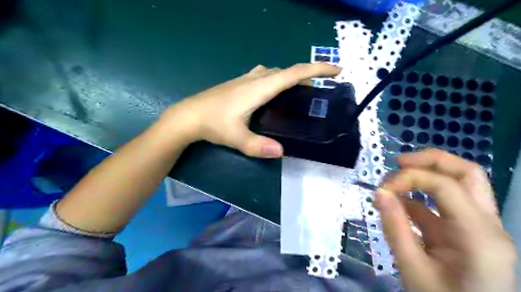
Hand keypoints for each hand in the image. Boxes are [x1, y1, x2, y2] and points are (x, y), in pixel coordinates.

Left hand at [163, 62, 341, 157]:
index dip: (316, 69)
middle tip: (320, 88)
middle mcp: (255, 78)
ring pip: (276, 72)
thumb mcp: (236, 138)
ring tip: (301, 92)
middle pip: (287, 71)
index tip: (335, 70)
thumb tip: (281, 152)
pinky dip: (278, 79)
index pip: (293, 73)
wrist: (189, 115)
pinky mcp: (240, 83)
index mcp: (259, 88)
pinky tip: (275, 92)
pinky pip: (266, 75)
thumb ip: (257, 146)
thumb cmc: (212, 123)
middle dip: (307, 75)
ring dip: (292, 77)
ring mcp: (246, 79)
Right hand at [375, 150, 515, 290]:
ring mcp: (480, 228)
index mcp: (479, 236)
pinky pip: (445, 205)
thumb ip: (395, 227)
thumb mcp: (412, 268)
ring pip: (461, 184)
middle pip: (467, 173)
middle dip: (429, 161)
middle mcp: (487, 225)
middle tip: (398, 163)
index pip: (446, 185)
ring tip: (396, 180)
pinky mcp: (466, 233)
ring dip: (427, 175)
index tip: (382, 188)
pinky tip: (399, 204)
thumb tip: (379, 192)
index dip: (410, 178)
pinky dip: (421, 198)